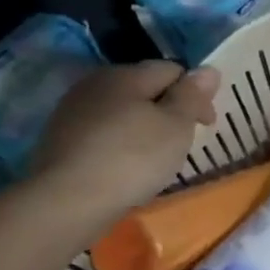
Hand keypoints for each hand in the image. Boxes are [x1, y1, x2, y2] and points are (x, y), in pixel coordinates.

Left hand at [30, 62, 219, 232]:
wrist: (68, 200)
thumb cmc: (132, 159)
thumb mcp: (175, 126)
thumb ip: (192, 96)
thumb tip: (208, 70)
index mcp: (126, 74)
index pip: (172, 70)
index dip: (196, 95)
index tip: (207, 126)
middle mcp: (96, 83)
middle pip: (144, 88)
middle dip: (168, 109)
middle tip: (183, 143)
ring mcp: (73, 110)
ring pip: (122, 110)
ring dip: (143, 126)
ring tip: (156, 158)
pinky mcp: (61, 138)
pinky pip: (103, 132)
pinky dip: (121, 143)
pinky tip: (126, 167)